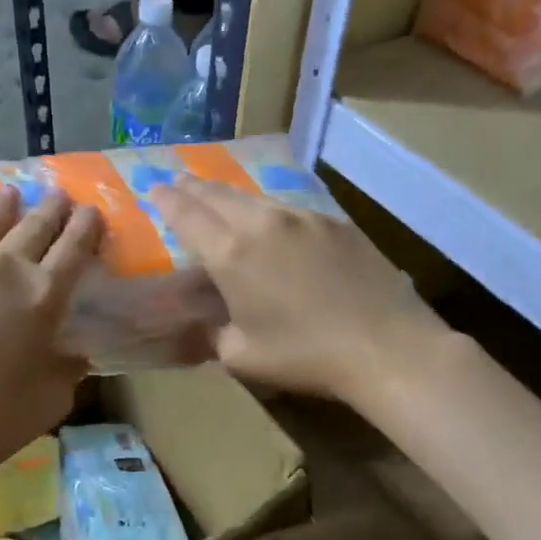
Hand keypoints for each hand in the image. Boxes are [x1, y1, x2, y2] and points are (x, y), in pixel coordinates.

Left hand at [0, 187, 101, 499]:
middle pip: (32, 226)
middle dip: (51, 209)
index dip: (86, 227)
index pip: (73, 248)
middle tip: (58, 197)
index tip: (91, 212)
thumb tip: (69, 350)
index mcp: (41, 297)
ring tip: (9, 195)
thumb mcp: (51, 401)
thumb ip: (67, 366)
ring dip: (1, 207)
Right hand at [155, 180, 448, 407]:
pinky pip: (290, 210)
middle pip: (219, 194)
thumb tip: (212, 318)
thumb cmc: (306, 356)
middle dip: (193, 187)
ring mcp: (304, 218)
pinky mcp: (336, 223)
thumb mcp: (242, 356)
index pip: (188, 214)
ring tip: (220, 199)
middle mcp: (264, 223)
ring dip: (231, 197)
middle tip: (179, 183)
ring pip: (256, 198)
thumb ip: (215, 331)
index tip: (154, 189)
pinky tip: (272, 224)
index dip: (167, 200)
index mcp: (232, 253)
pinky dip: (269, 212)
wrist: (386, 346)